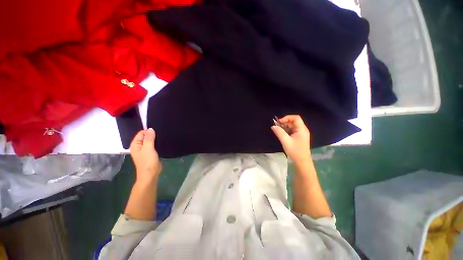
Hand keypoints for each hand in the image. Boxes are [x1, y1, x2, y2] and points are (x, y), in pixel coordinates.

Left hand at [130, 128, 161, 183]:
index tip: (157, 132)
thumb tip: (150, 129)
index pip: (141, 133)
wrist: (150, 174)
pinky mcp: (150, 153)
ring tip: (162, 138)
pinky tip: (162, 143)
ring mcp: (144, 150)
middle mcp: (139, 146)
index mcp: (135, 144)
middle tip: (160, 135)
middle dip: (152, 135)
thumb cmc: (148, 161)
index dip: (148, 132)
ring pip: (150, 141)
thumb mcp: (148, 148)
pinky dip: (156, 144)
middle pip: (145, 137)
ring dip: (155, 140)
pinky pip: (153, 146)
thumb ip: (149, 138)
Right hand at [271, 115, 311, 164]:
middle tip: (277, 126)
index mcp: (302, 129)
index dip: (287, 118)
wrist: (302, 162)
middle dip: (285, 122)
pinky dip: (287, 130)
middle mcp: (303, 130)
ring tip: (278, 130)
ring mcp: (301, 134)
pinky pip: (293, 130)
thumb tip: (273, 126)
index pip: (296, 118)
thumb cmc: (295, 151)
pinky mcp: (299, 137)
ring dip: (285, 126)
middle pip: (294, 121)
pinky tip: (282, 134)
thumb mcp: (286, 141)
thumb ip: (279, 132)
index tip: (279, 122)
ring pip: (293, 126)